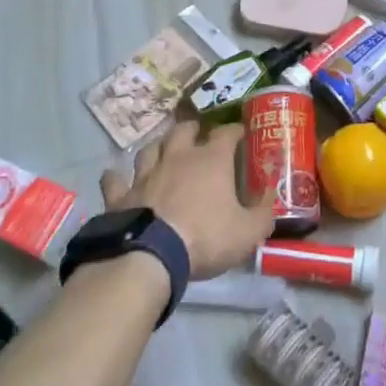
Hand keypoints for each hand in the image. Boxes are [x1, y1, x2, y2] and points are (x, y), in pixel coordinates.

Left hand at [101, 121, 274, 277]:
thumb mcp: (248, 231)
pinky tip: (115, 177)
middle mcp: (178, 157)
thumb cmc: (205, 238)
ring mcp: (146, 174)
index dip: (235, 131)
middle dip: (192, 129)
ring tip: (163, 150)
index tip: (241, 133)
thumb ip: (263, 211)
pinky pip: (115, 180)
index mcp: (211, 160)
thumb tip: (270, 193)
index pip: (226, 133)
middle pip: (183, 130)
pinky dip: (116, 177)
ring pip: (150, 148)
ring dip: (158, 147)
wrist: (149, 256)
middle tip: (198, 135)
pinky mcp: (121, 195)